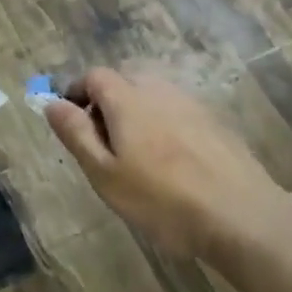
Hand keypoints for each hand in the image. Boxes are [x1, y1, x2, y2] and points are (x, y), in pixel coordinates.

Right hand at [45, 68, 291, 258]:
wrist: (240, 215)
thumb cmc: (161, 198)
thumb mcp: (104, 173)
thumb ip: (76, 134)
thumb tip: (51, 103)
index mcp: (127, 98)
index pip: (95, 76)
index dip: (77, 92)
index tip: (71, 121)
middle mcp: (159, 90)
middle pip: (125, 79)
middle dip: (106, 101)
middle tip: (102, 142)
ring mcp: (191, 103)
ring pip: (153, 95)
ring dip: (136, 112)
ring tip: (135, 155)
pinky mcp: (215, 122)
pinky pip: (176, 111)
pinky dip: (162, 124)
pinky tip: (170, 161)